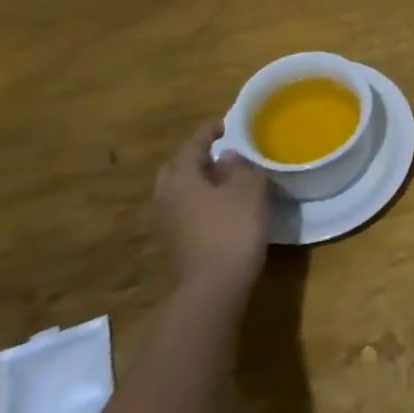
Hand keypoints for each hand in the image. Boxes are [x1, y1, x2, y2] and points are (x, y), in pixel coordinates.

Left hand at [154, 121, 271, 301]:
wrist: (213, 289)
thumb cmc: (233, 228)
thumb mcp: (249, 189)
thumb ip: (240, 167)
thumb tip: (228, 157)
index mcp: (180, 177)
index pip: (192, 144)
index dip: (209, 131)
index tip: (226, 124)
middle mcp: (165, 197)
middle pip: (177, 168)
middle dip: (197, 157)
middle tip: (221, 152)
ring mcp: (164, 224)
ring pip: (178, 192)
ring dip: (197, 182)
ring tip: (224, 179)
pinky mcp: (173, 245)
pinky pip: (183, 212)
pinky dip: (199, 203)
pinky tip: (220, 207)